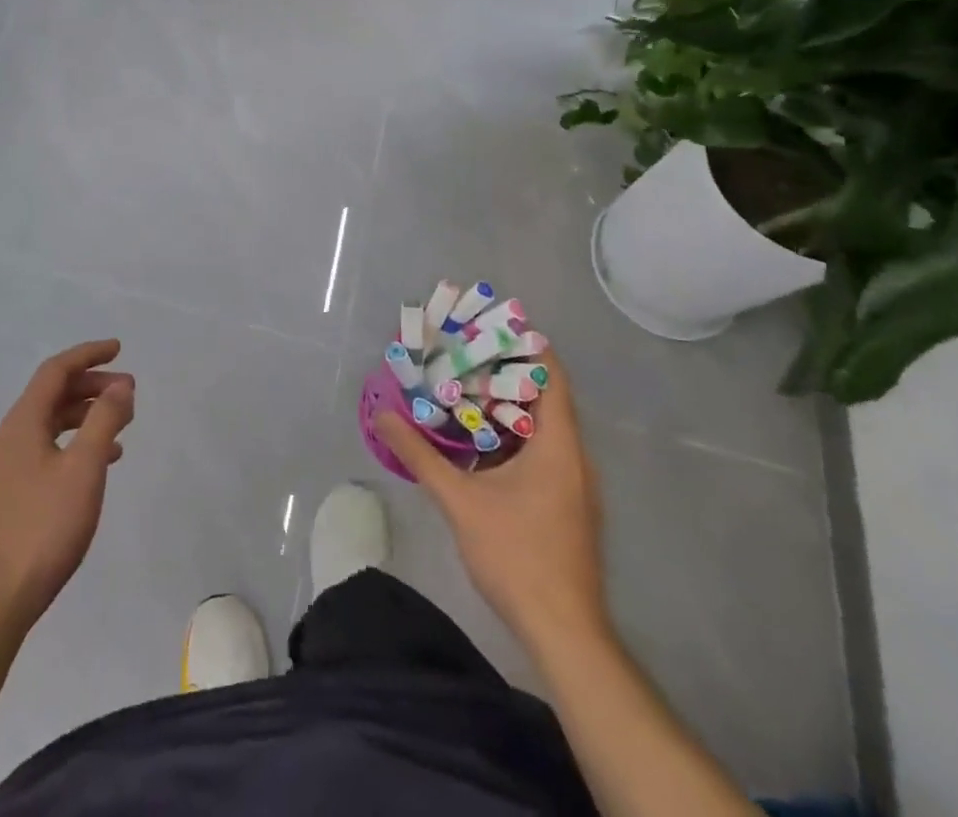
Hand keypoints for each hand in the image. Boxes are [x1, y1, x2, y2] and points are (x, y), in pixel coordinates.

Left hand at [0, 340, 134, 624]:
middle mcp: (11, 436)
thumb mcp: (84, 467)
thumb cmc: (45, 525)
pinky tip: (102, 460)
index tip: (119, 349)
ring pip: (52, 422)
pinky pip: (50, 448)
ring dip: (87, 413)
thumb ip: (105, 420)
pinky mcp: (14, 491)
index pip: (56, 371)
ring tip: (122, 422)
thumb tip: (121, 385)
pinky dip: (77, 441)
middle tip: (128, 390)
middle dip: (92, 384)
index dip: (88, 354)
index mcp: (22, 423)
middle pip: (53, 394)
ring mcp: (9, 466)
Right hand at [374, 351, 606, 644]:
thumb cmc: (517, 555)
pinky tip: (478, 443)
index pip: (550, 373)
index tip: (486, 326)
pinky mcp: (567, 504)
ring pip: (542, 427)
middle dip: (504, 372)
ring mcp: (575, 483)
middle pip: (545, 396)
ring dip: (506, 406)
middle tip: (461, 354)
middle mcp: (574, 456)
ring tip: (463, 389)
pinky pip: (542, 452)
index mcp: (559, 444)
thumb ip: (420, 455)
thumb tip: (382, 416)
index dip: (523, 344)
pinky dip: (512, 436)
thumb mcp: (460, 501)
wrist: (563, 632)